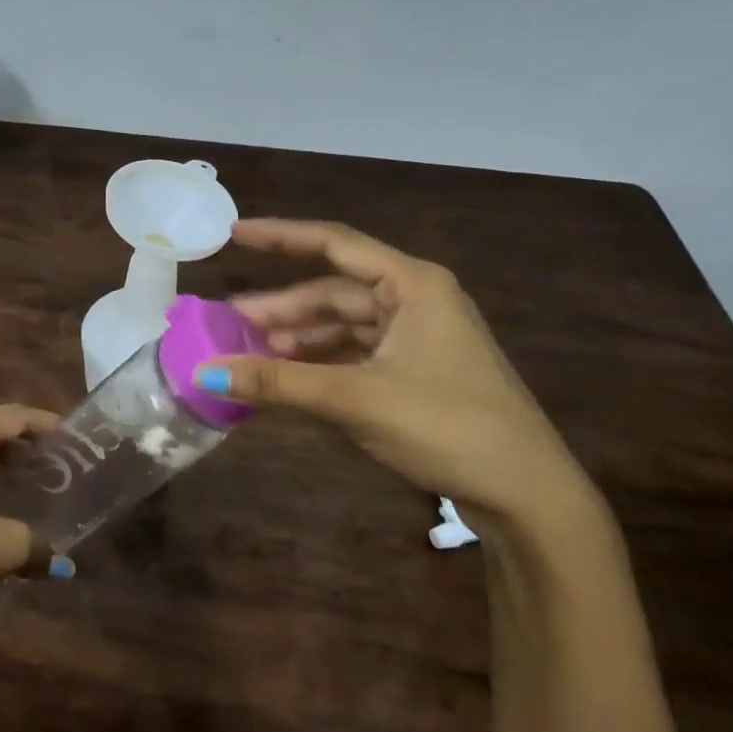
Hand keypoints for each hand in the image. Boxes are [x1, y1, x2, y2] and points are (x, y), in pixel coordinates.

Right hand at [199, 218, 597, 525]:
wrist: (528, 496)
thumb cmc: (448, 426)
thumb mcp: (356, 399)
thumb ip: (278, 383)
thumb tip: (204, 372)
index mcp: (413, 285)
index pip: (334, 244)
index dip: (280, 237)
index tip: (234, 236)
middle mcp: (416, 300)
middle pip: (334, 292)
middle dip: (282, 308)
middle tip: (229, 323)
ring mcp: (419, 337)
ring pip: (343, 325)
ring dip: (299, 339)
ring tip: (251, 354)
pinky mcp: (418, 371)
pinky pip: (355, 354)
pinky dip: (319, 363)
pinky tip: (288, 377)